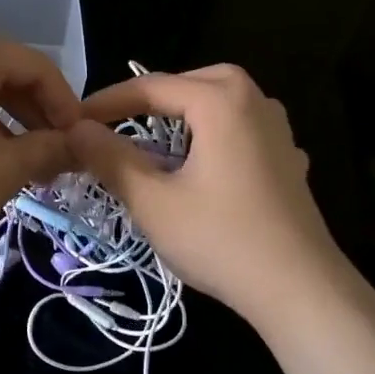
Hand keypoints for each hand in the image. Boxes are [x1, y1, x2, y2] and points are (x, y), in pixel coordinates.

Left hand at [0, 25, 81, 268]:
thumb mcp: (7, 168)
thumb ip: (51, 148)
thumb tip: (80, 146)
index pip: (35, 67)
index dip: (65, 104)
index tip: (78, 139)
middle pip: (0, 71)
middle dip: (32, 112)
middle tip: (51, 152)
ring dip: (0, 117)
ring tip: (15, 158)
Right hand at [69, 65, 348, 326]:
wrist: (300, 289)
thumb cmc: (221, 239)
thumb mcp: (153, 201)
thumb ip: (110, 158)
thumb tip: (76, 128)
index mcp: (221, 100)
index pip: (152, 87)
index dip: (108, 103)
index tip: (74, 122)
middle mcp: (255, 101)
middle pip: (192, 84)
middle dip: (153, 100)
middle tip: (117, 122)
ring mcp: (279, 130)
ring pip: (222, 103)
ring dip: (187, 116)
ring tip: (157, 141)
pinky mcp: (289, 160)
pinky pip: (243, 130)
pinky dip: (216, 136)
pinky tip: (207, 164)